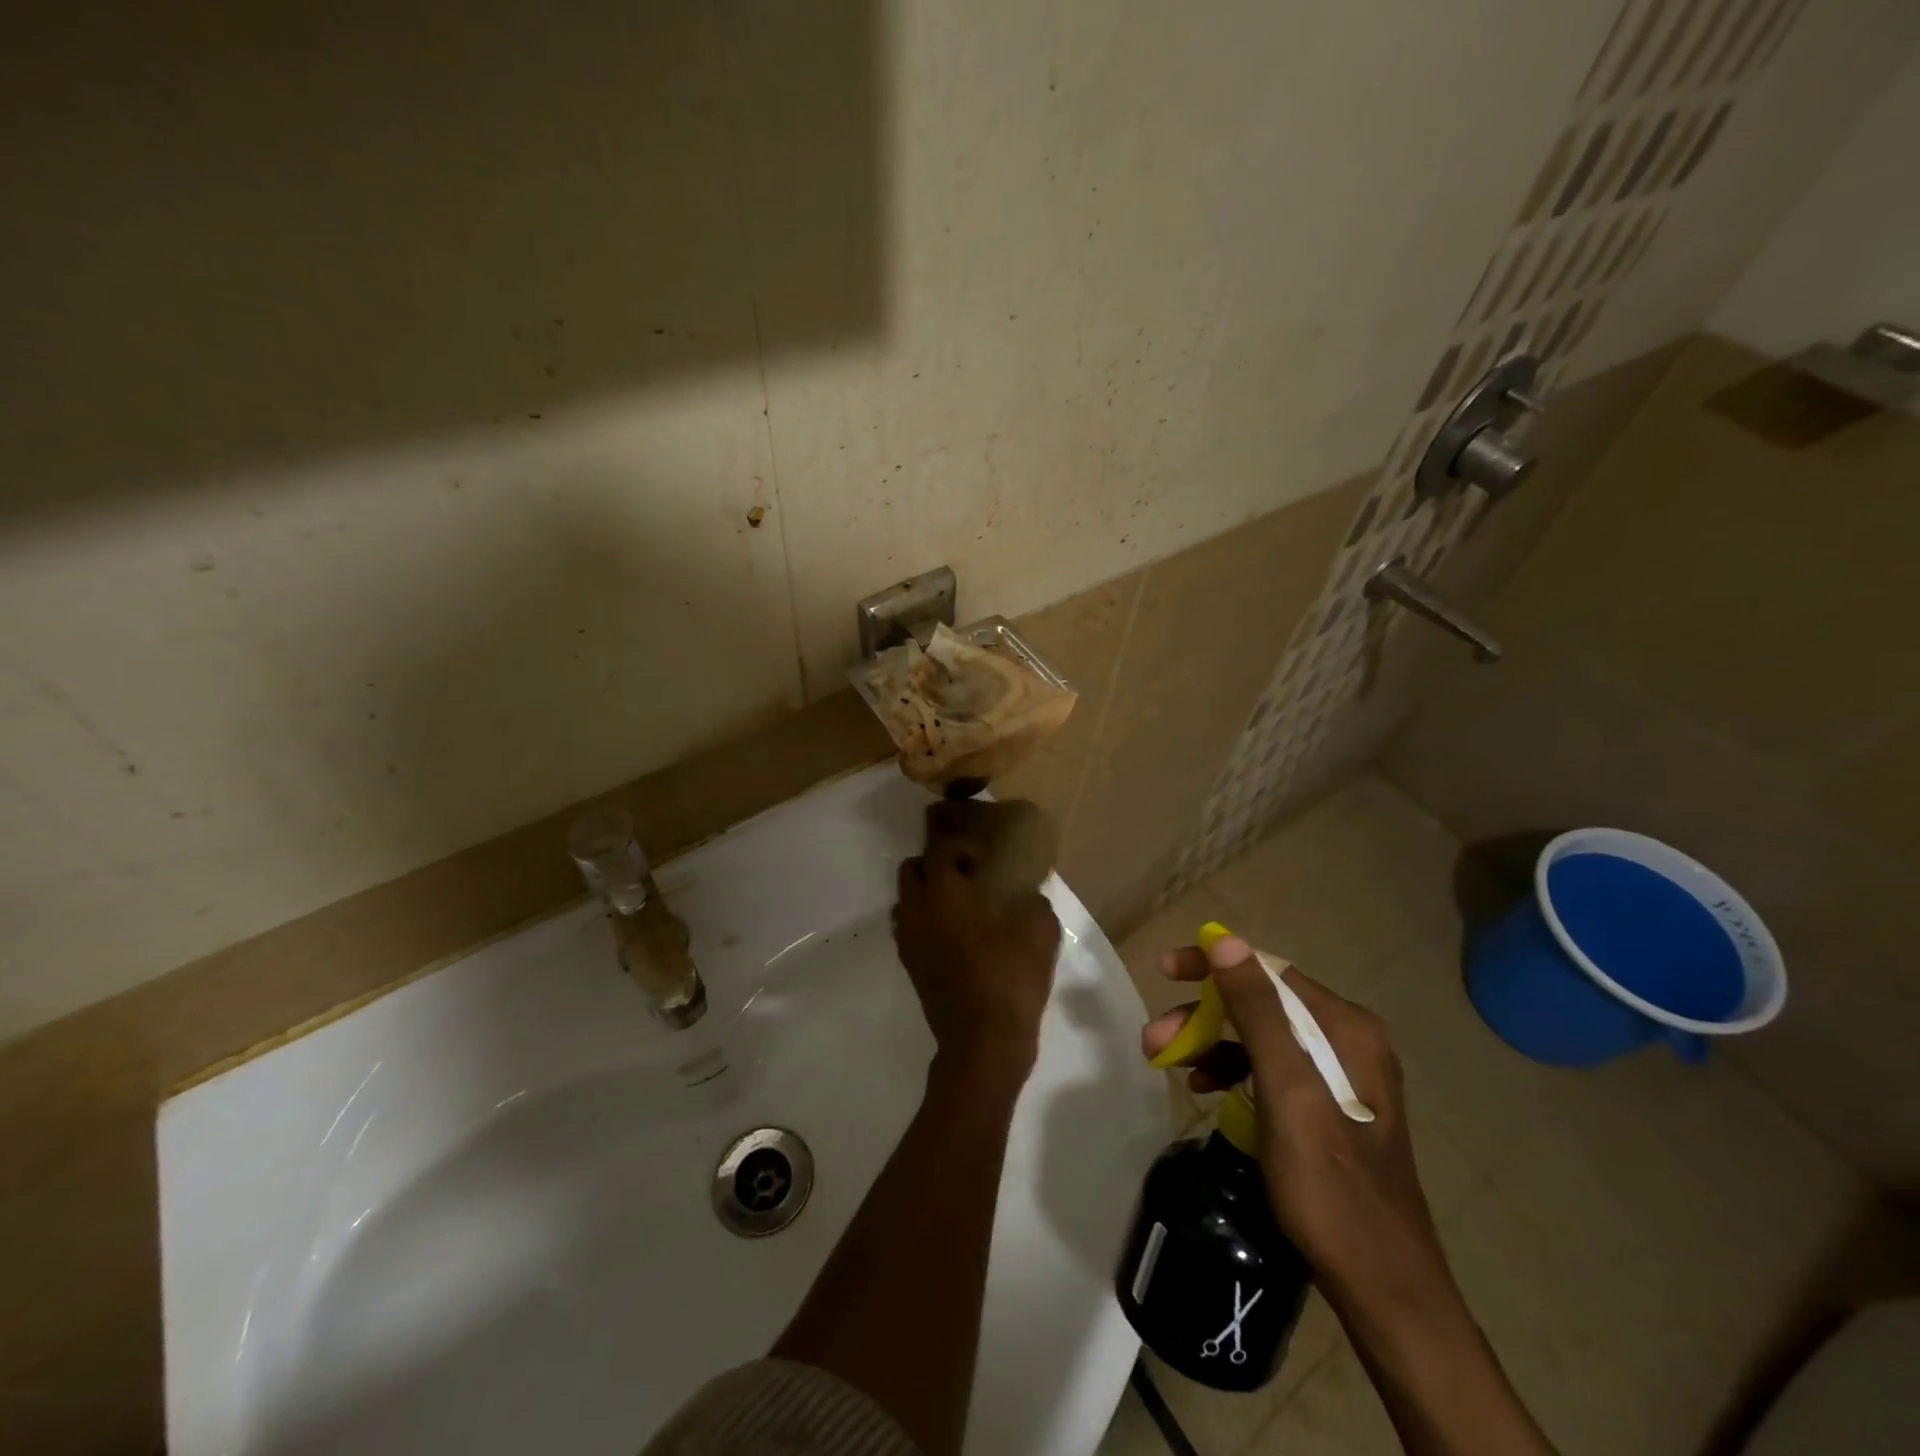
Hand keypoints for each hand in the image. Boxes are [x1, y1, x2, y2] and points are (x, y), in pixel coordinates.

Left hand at [893, 823, 1060, 1085]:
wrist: (983, 1042)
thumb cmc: (1010, 978)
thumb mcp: (1040, 932)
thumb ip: (1033, 903)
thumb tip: (1028, 897)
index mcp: (944, 894)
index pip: (940, 851)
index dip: (963, 848)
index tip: (986, 861)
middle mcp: (917, 911)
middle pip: (911, 870)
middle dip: (935, 866)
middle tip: (968, 877)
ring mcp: (909, 941)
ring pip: (904, 901)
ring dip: (926, 895)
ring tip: (959, 907)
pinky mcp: (910, 967)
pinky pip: (908, 930)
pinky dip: (924, 923)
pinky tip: (955, 937)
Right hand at [1142, 935, 1456, 1323]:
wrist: (1384, 1288)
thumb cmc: (1331, 1187)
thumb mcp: (1287, 1093)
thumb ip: (1257, 1012)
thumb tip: (1225, 941)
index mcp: (1345, 1027)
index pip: (1267, 971)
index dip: (1211, 965)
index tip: (1164, 971)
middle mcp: (1348, 1040)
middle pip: (1261, 1003)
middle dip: (1203, 1014)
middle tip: (1155, 1037)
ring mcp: (1341, 1075)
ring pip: (1261, 1036)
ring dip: (1211, 1042)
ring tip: (1169, 1063)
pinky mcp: (1329, 1106)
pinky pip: (1271, 1068)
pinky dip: (1234, 1070)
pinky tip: (1207, 1088)